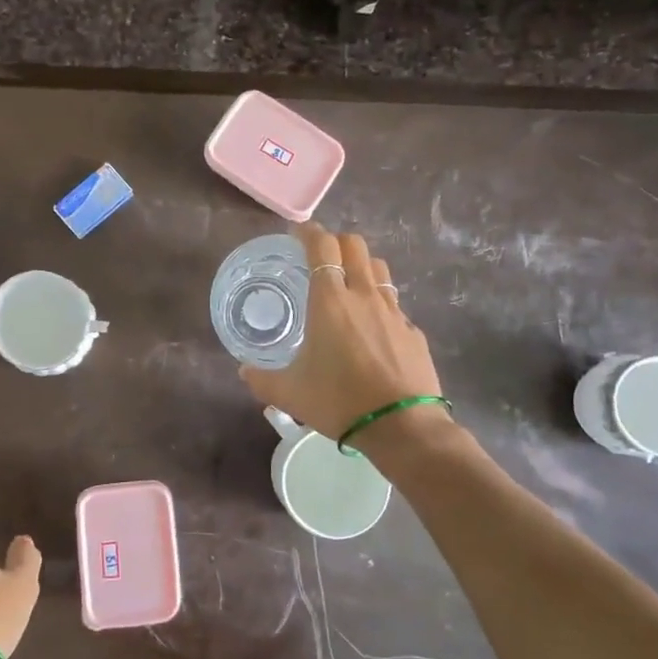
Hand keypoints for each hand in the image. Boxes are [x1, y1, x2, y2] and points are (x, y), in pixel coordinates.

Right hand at [240, 222, 444, 439]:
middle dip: (337, 241)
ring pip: (379, 269)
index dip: (309, 232)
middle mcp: (364, 296)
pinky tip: (373, 327)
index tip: (297, 232)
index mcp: (331, 301)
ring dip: (362, 265)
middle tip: (321, 256)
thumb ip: (262, 379)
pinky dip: (380, 303)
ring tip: (349, 283)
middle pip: (355, 246)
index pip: (322, 246)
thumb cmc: (339, 402)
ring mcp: (394, 311)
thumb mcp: (290, 394)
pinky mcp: (413, 331)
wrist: (402, 427)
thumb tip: (244, 370)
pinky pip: (395, 304)